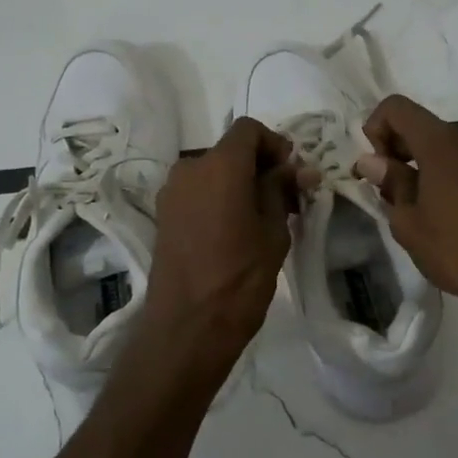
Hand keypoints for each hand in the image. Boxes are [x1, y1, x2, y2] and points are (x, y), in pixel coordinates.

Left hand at [142, 117, 304, 359]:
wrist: (187, 328)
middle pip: (230, 151)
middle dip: (260, 166)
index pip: (249, 129)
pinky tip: (237, 230)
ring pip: (213, 172)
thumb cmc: (240, 278)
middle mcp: (189, 168)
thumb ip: (281, 191)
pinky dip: (220, 198)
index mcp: (219, 165)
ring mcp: (171, 192)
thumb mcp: (274, 232)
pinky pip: (198, 192)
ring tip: (264, 218)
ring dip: (240, 183)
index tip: (293, 173)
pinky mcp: (163, 215)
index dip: (275, 144)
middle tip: (287, 199)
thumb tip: (294, 169)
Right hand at [356, 94, 457, 322]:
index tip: (376, 167)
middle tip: (390, 195)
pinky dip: (452, 179)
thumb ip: (390, 184)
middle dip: (399, 153)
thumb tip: (372, 161)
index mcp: (442, 143)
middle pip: (424, 128)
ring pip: (448, 150)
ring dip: (426, 169)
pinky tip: (453, 219)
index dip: (376, 128)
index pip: (397, 108)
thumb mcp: (410, 224)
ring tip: (422, 212)